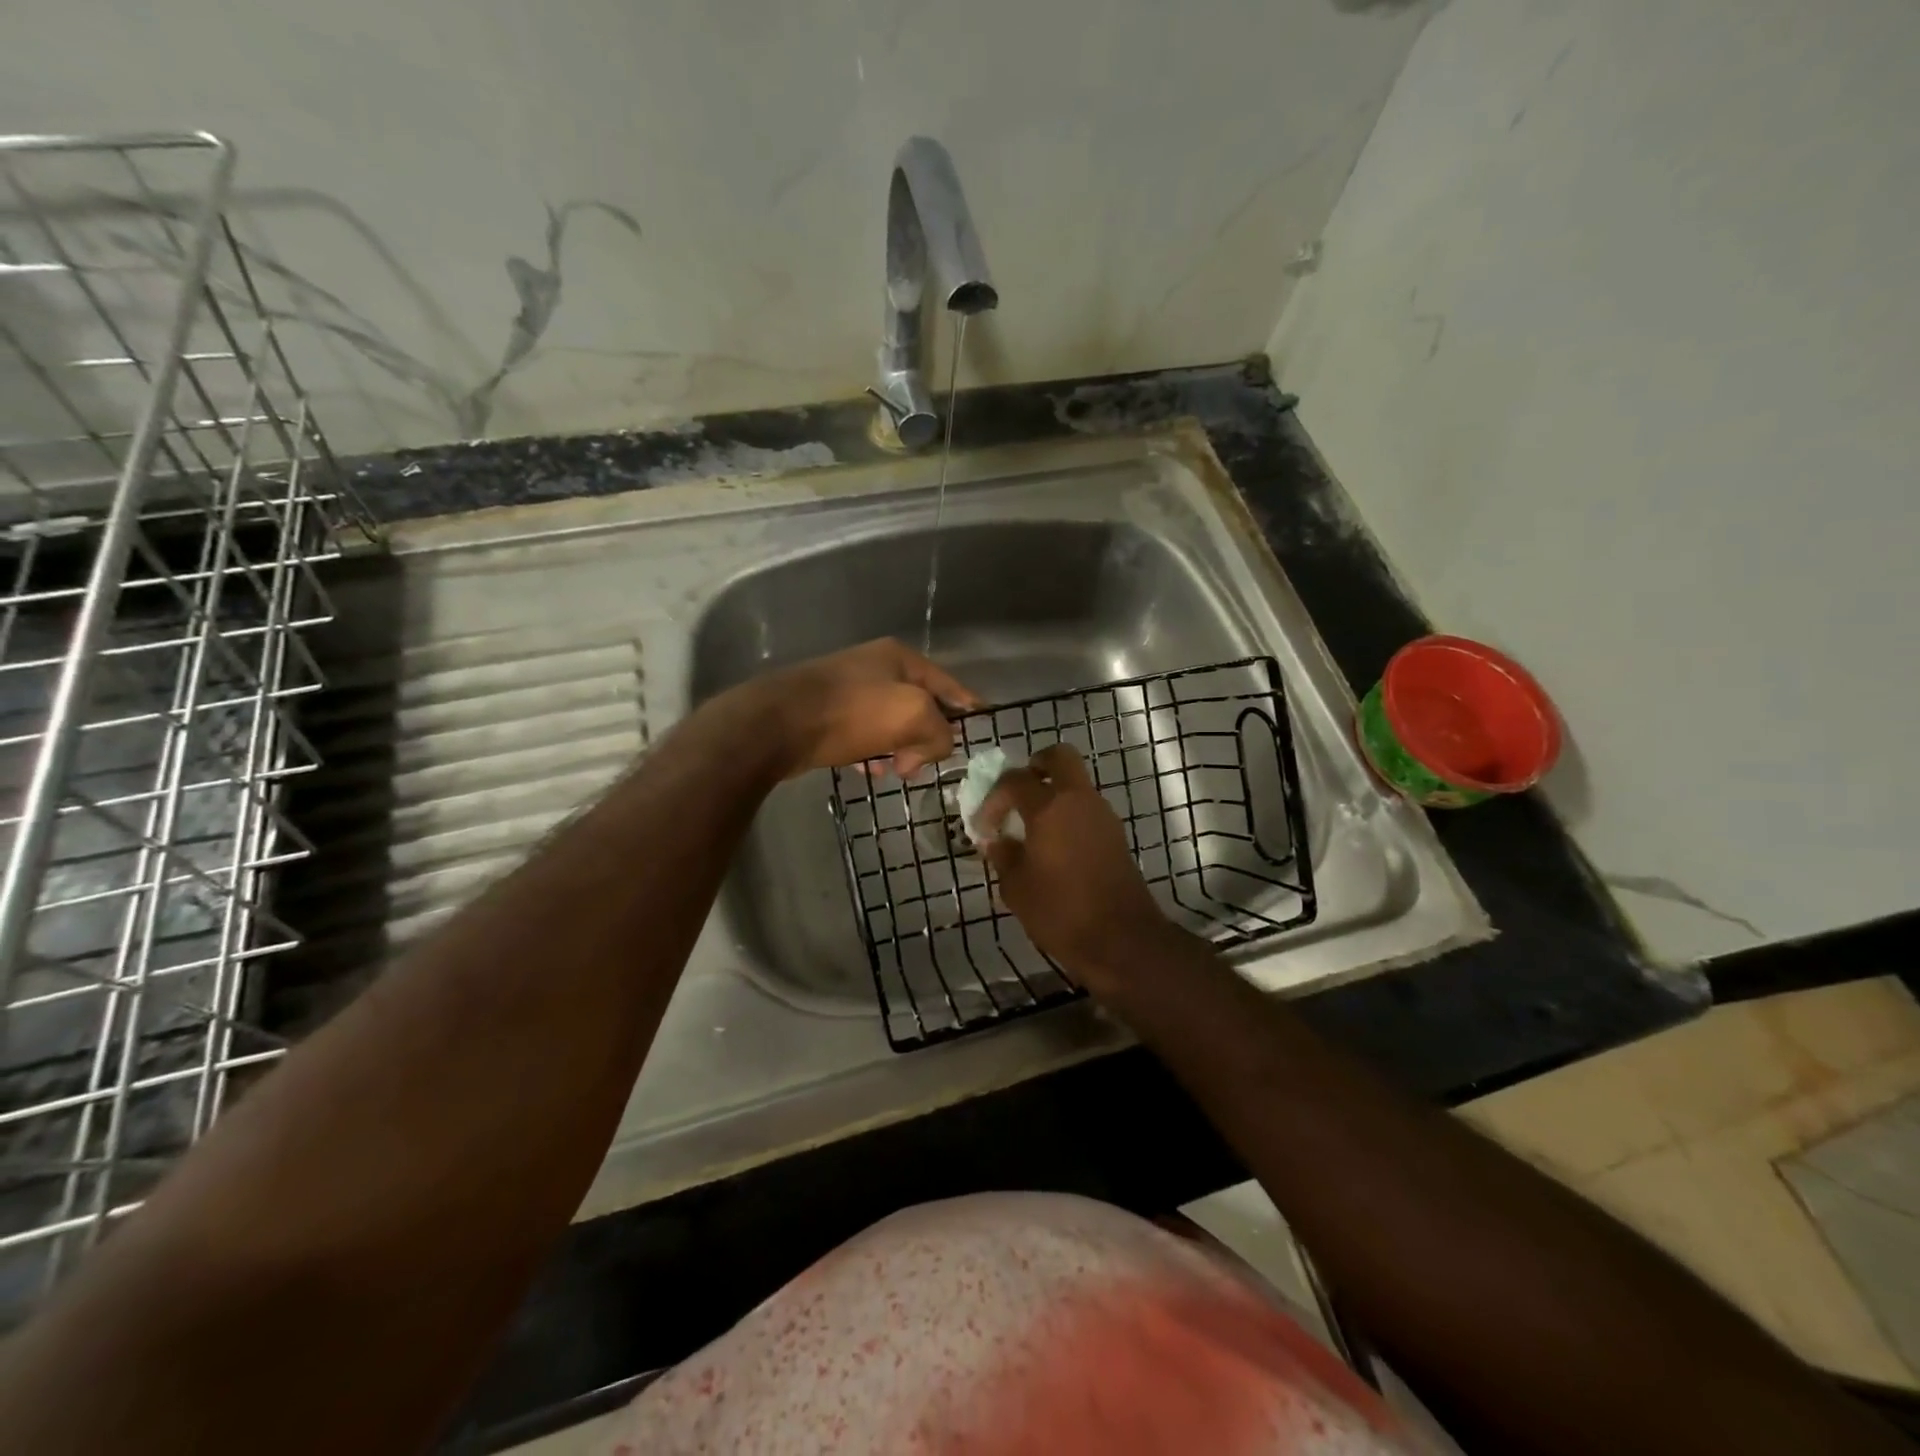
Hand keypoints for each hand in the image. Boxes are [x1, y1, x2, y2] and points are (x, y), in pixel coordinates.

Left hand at [744, 638, 981, 779]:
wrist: (778, 724)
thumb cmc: (852, 713)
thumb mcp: (913, 715)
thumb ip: (940, 731)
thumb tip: (934, 747)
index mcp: (900, 658)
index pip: (949, 684)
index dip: (968, 706)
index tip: (983, 726)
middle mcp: (876, 668)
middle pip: (920, 706)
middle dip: (927, 737)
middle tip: (922, 764)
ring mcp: (850, 690)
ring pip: (892, 724)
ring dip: (900, 749)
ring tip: (896, 771)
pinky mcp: (828, 714)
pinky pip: (865, 736)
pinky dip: (874, 753)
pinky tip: (870, 770)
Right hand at [974, 744, 1174, 986]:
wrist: (1121, 939)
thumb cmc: (1061, 911)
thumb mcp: (1016, 888)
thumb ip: (1003, 857)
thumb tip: (997, 842)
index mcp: (1049, 807)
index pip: (1014, 780)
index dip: (993, 798)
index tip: (984, 826)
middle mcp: (1079, 801)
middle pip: (1060, 757)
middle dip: (1036, 766)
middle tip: (1017, 792)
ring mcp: (1103, 816)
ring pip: (1076, 784)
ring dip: (1054, 794)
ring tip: (1032, 828)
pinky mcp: (1115, 835)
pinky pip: (1087, 809)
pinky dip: (1068, 815)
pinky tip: (1054, 847)